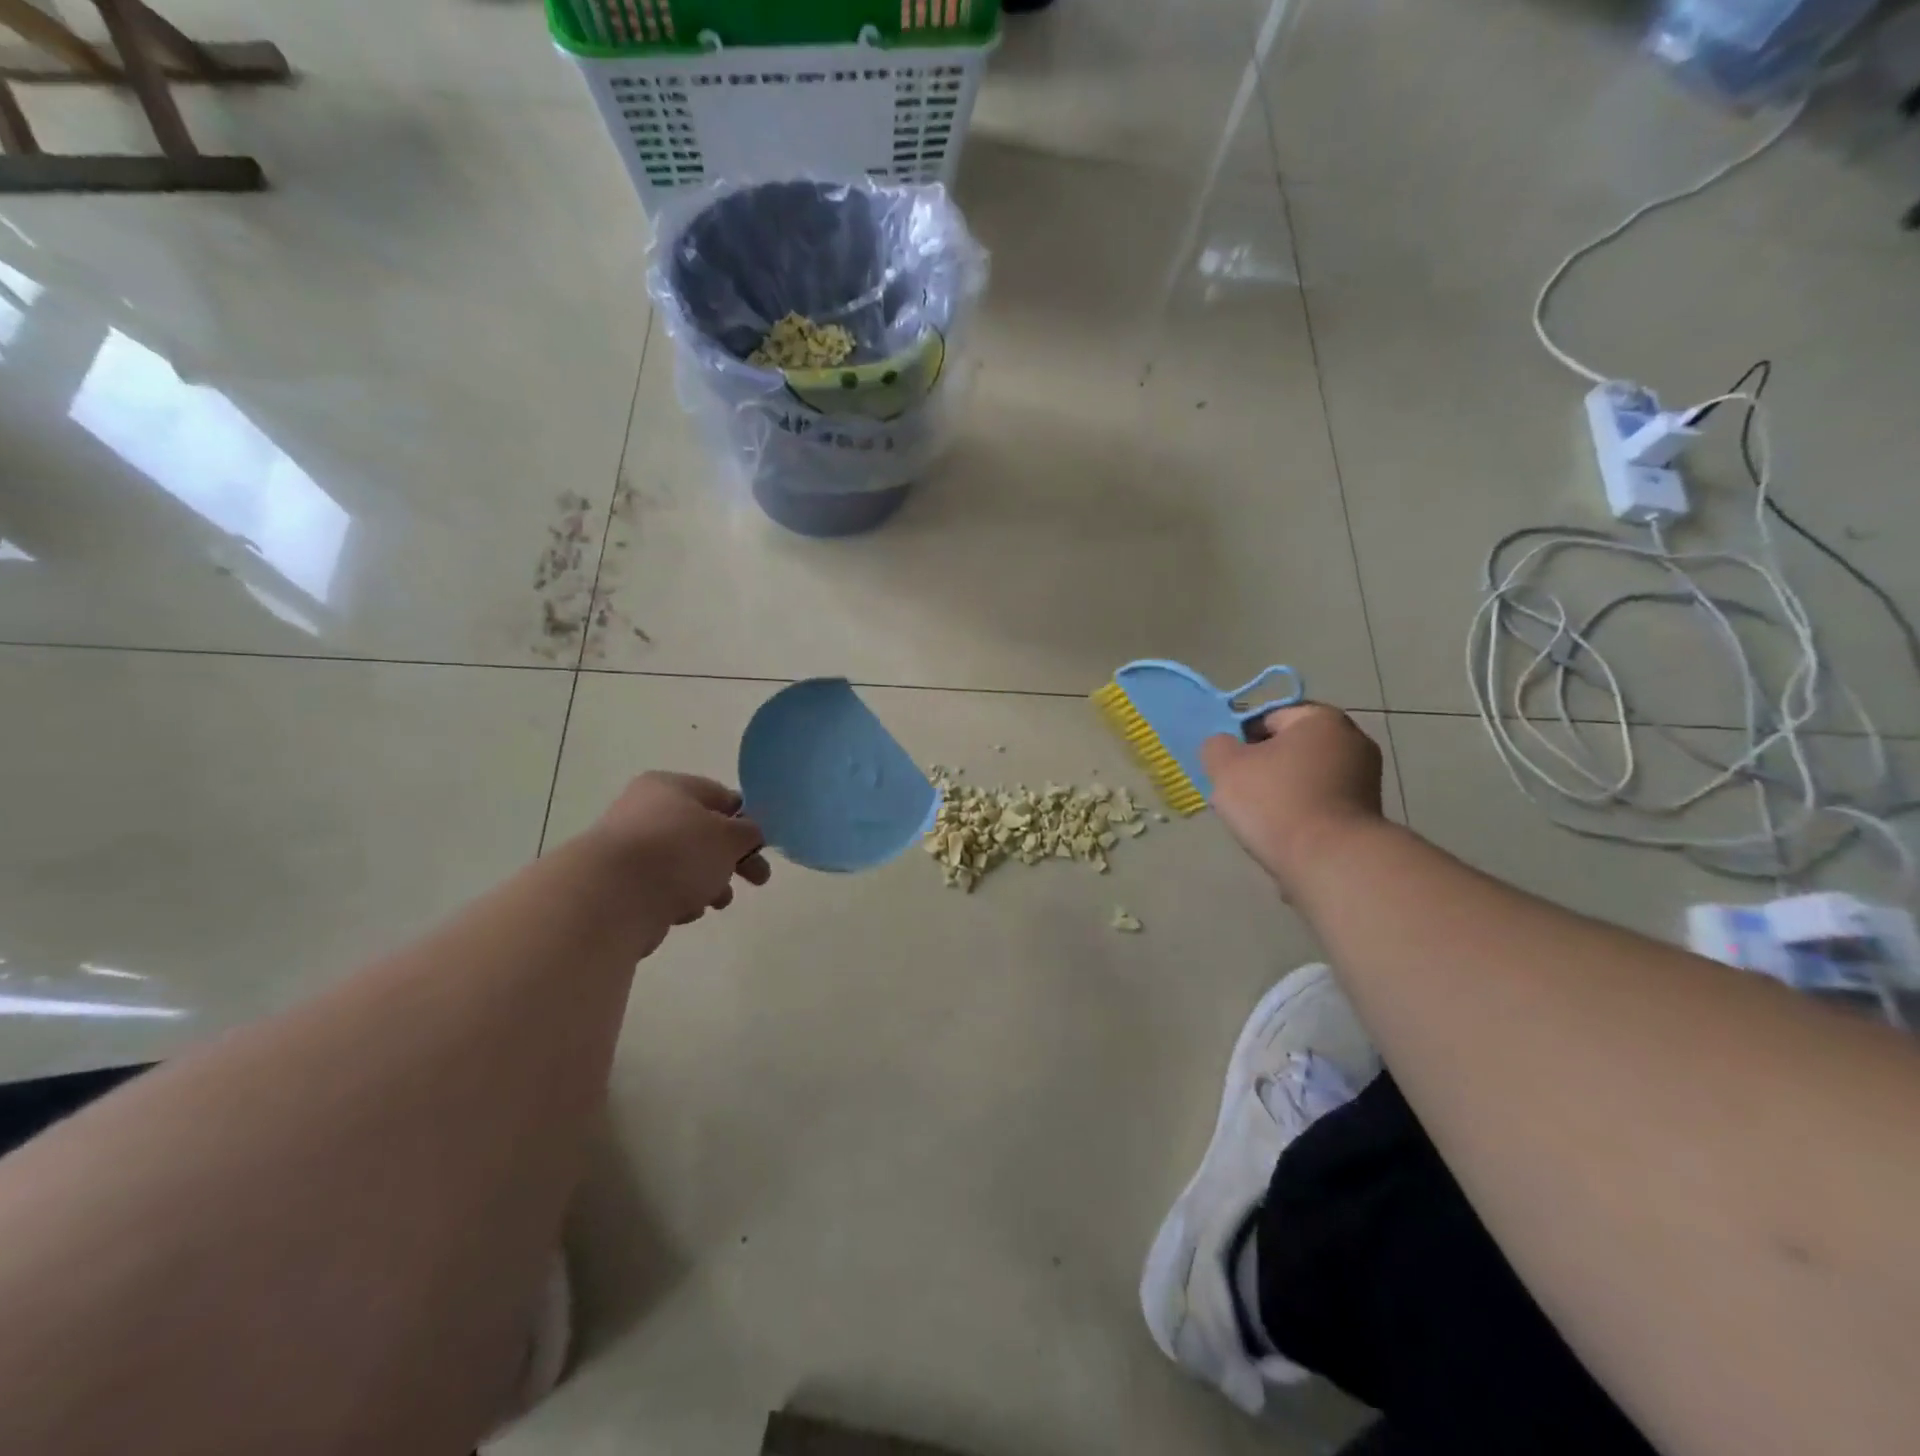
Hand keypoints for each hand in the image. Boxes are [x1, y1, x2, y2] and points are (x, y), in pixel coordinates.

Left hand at [591, 773, 770, 938]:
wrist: (612, 899)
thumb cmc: (678, 853)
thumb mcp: (730, 836)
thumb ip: (749, 832)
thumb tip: (749, 833)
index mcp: (670, 786)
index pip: (719, 796)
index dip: (746, 819)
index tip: (762, 845)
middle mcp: (645, 811)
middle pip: (703, 833)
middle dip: (732, 858)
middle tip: (758, 879)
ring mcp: (630, 849)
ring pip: (685, 864)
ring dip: (709, 882)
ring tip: (717, 901)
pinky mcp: (620, 885)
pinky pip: (663, 888)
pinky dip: (679, 898)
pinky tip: (684, 911)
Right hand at [1201, 704, 1385, 895]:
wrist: (1331, 862)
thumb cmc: (1276, 802)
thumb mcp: (1226, 766)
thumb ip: (1216, 746)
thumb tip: (1225, 747)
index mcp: (1321, 718)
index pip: (1268, 717)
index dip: (1240, 739)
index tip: (1227, 767)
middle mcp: (1352, 740)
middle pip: (1290, 747)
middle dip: (1263, 766)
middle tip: (1238, 792)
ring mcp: (1366, 778)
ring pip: (1305, 777)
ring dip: (1281, 791)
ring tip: (1259, 819)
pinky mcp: (1368, 813)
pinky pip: (1321, 802)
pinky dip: (1302, 813)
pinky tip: (1284, 834)